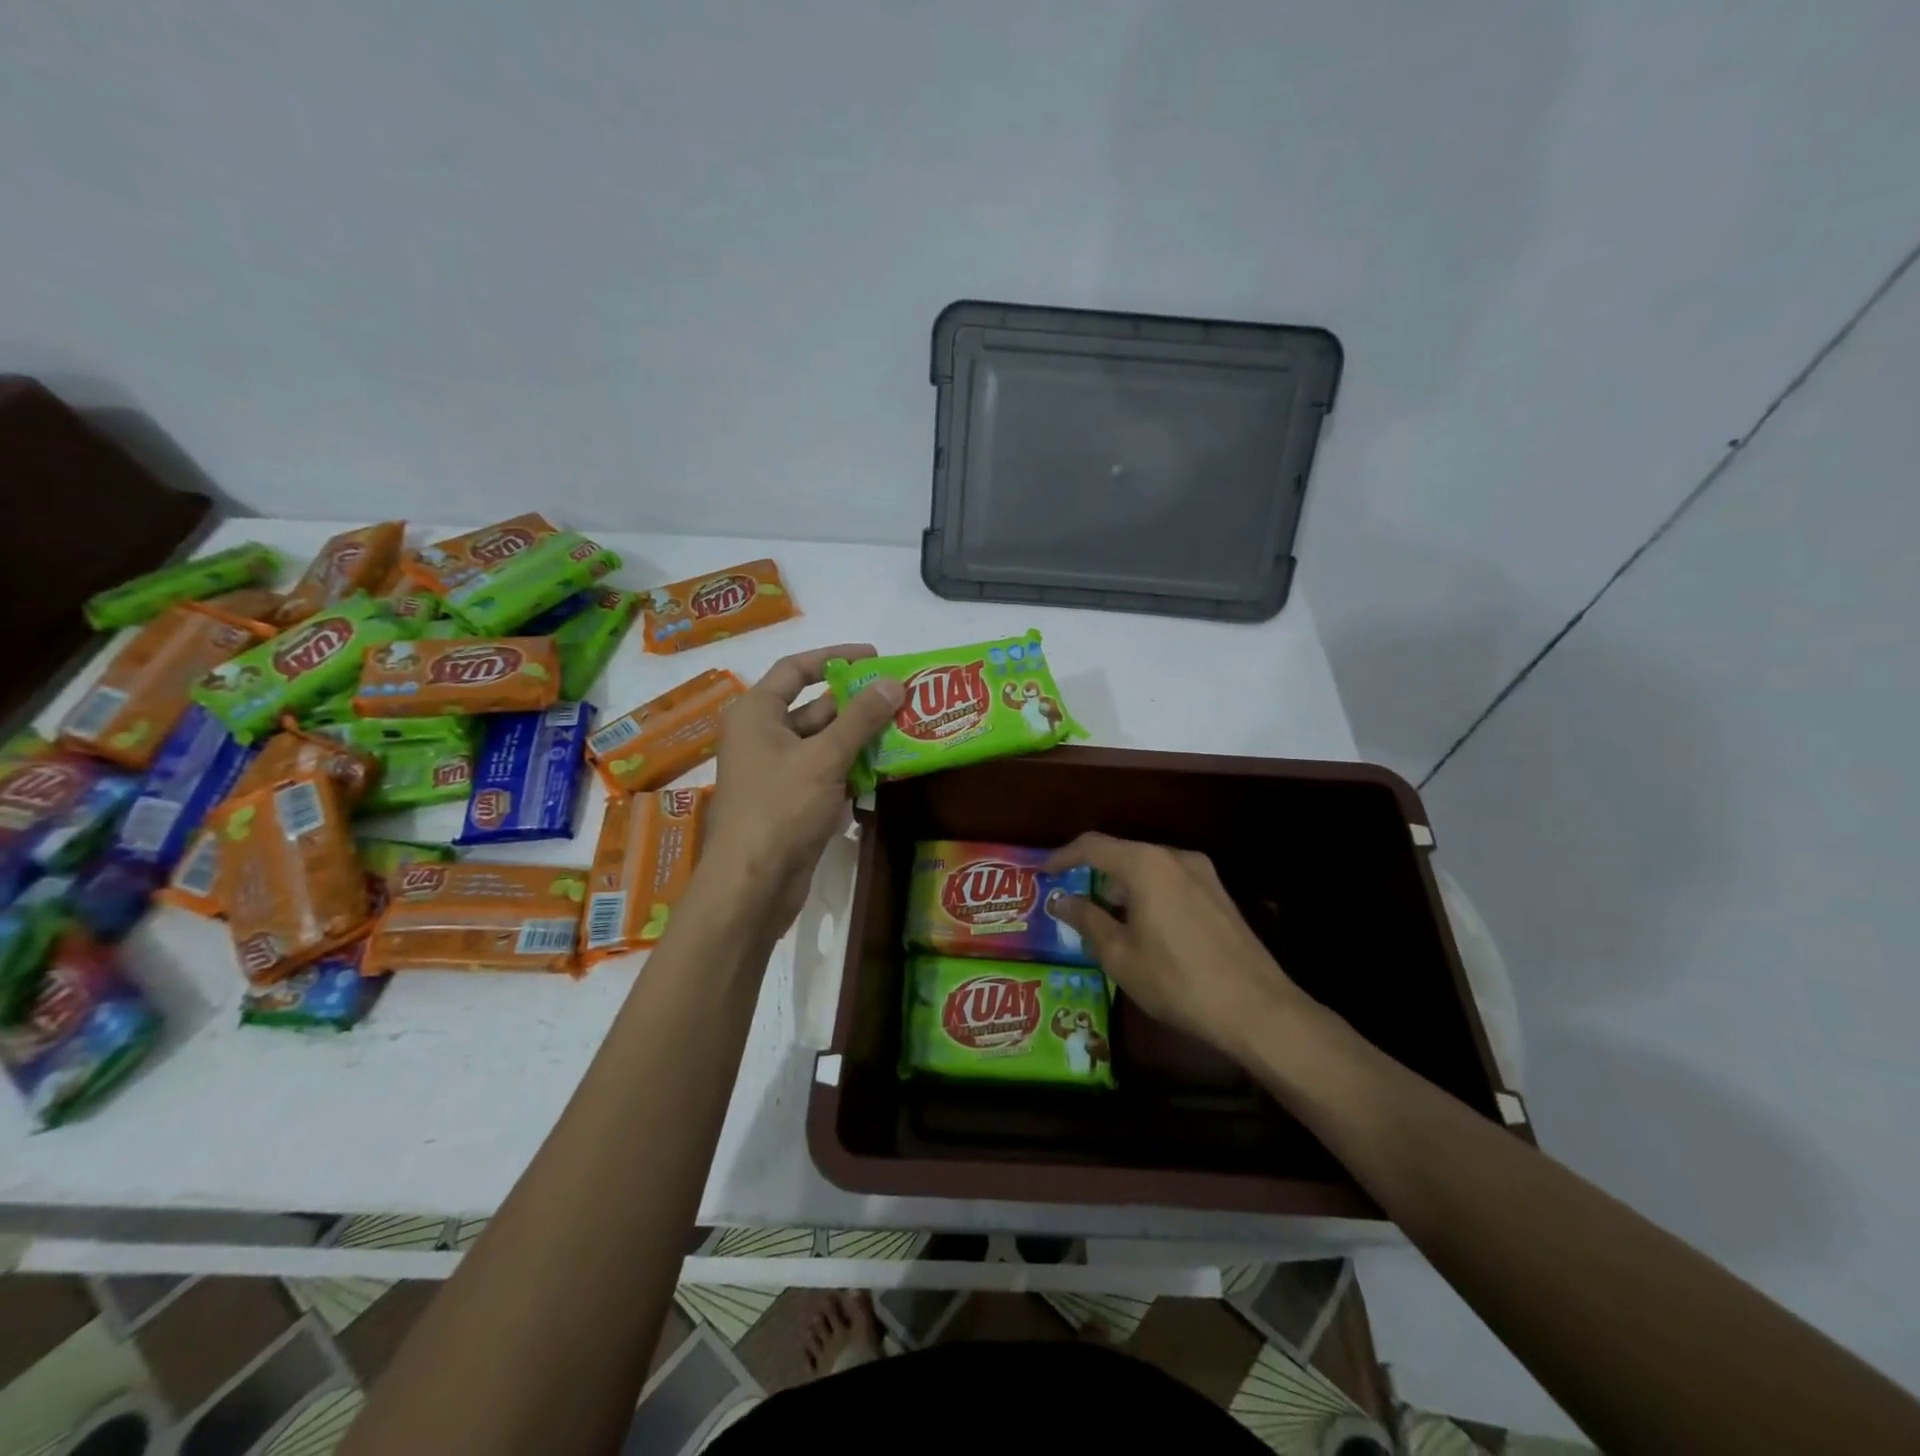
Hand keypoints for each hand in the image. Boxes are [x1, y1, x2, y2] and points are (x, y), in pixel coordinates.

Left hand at [699, 644, 902, 936]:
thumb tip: (894, 683)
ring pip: (823, 744)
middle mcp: (762, 736)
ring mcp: (776, 772)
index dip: (835, 658)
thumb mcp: (824, 757)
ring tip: (903, 731)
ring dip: (859, 739)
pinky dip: (851, 770)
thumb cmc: (780, 808)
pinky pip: (825, 774)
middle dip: (857, 704)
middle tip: (901, 699)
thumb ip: (861, 719)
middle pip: (815, 708)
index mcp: (757, 713)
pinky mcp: (790, 802)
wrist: (753, 884)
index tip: (875, 657)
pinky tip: (884, 771)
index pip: (796, 669)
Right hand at [1047, 833, 1318, 1062]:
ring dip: (1122, 888)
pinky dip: (1148, 895)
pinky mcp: (1219, 895)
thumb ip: (1087, 920)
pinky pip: (1171, 882)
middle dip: (1093, 876)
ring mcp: (1202, 874)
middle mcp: (1174, 857)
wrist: (1256, 1008)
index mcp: (1145, 865)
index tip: (1044, 874)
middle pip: (1122, 855)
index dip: (1063, 857)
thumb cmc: (1177, 980)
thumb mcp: (1120, 955)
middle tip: (1072, 903)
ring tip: (1105, 920)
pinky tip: (1144, 929)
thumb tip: (1060, 900)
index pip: (1092, 846)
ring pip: (1148, 869)